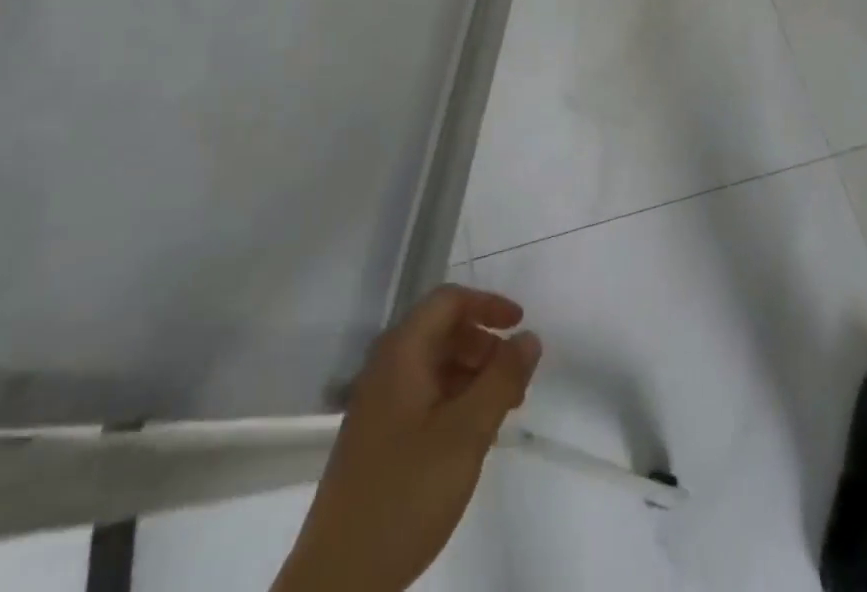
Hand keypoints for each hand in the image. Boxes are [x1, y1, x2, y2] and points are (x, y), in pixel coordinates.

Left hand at [282, 286, 541, 591]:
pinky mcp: (376, 438)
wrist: (337, 581)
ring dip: (471, 374)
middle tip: (515, 379)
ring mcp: (377, 404)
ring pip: (433, 365)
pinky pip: (422, 395)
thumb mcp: (466, 433)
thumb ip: (502, 379)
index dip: (487, 304)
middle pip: (441, 331)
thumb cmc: (406, 493)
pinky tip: (471, 436)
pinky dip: (454, 399)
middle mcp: (385, 368)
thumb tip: (529, 337)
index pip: (448, 301)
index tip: (520, 324)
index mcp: (401, 353)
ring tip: (502, 410)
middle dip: (483, 344)